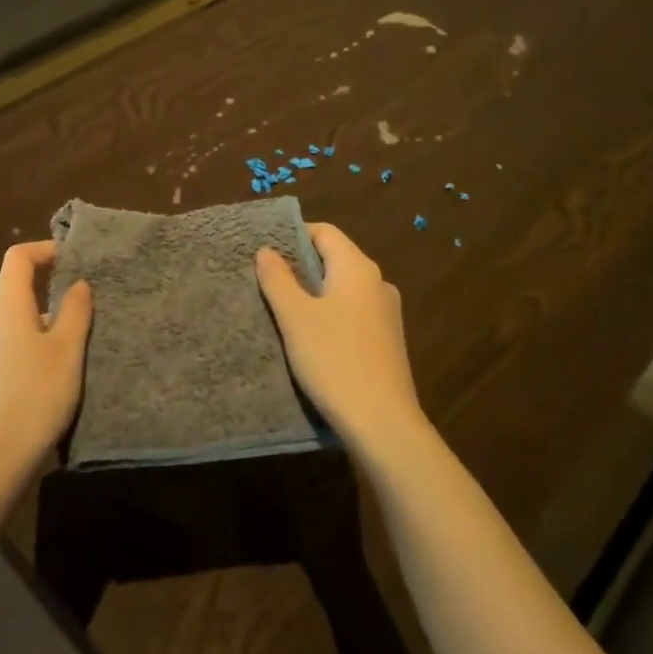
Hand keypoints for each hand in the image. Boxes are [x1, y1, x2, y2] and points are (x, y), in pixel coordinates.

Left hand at [0, 241, 93, 495]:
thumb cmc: (36, 395)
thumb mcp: (66, 350)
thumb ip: (74, 312)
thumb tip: (77, 284)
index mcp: (6, 307)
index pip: (18, 258)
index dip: (45, 250)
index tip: (75, 259)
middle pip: (17, 290)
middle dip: (52, 288)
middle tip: (88, 301)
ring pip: (19, 322)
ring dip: (48, 322)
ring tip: (81, 341)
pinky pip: (15, 348)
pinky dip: (38, 346)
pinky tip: (59, 373)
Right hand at [256, 222, 427, 449]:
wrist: (381, 421)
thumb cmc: (334, 359)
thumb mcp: (295, 317)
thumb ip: (278, 279)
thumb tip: (267, 250)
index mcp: (358, 268)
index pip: (325, 232)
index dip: (293, 235)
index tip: (265, 251)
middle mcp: (378, 283)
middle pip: (335, 259)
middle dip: (300, 265)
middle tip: (266, 280)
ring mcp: (387, 313)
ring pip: (344, 288)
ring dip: (314, 292)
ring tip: (283, 310)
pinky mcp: (387, 341)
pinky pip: (353, 313)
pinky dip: (330, 314)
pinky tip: (311, 337)